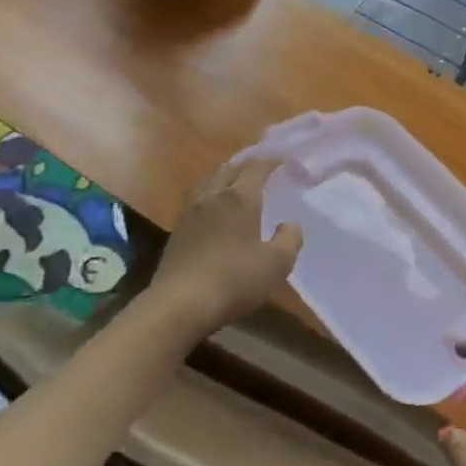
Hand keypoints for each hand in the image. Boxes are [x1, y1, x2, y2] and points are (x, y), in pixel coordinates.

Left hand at [150, 158, 302, 337]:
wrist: (179, 305)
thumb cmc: (234, 280)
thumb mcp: (277, 264)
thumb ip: (290, 239)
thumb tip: (290, 224)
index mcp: (240, 198)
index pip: (256, 168)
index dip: (271, 162)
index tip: (283, 160)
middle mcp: (213, 197)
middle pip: (228, 169)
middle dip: (245, 165)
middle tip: (260, 168)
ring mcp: (190, 213)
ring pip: (208, 182)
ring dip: (223, 176)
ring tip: (234, 182)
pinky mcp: (176, 232)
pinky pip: (195, 200)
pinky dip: (208, 195)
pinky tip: (212, 209)